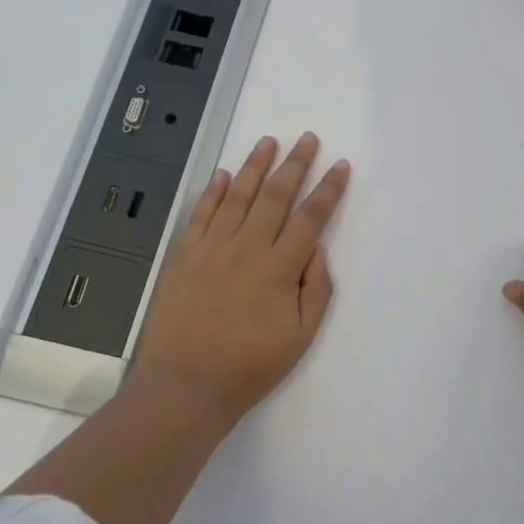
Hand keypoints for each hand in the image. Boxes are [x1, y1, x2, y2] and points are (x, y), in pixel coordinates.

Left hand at [134, 133, 350, 421]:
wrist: (186, 384)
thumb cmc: (249, 366)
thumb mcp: (301, 337)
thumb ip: (316, 289)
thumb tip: (317, 248)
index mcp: (279, 268)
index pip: (310, 217)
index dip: (328, 190)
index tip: (339, 166)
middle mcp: (247, 247)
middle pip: (276, 195)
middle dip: (296, 164)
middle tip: (308, 139)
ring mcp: (212, 247)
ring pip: (238, 196)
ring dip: (256, 166)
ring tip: (268, 141)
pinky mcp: (184, 255)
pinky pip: (201, 214)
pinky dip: (214, 191)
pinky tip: (224, 174)